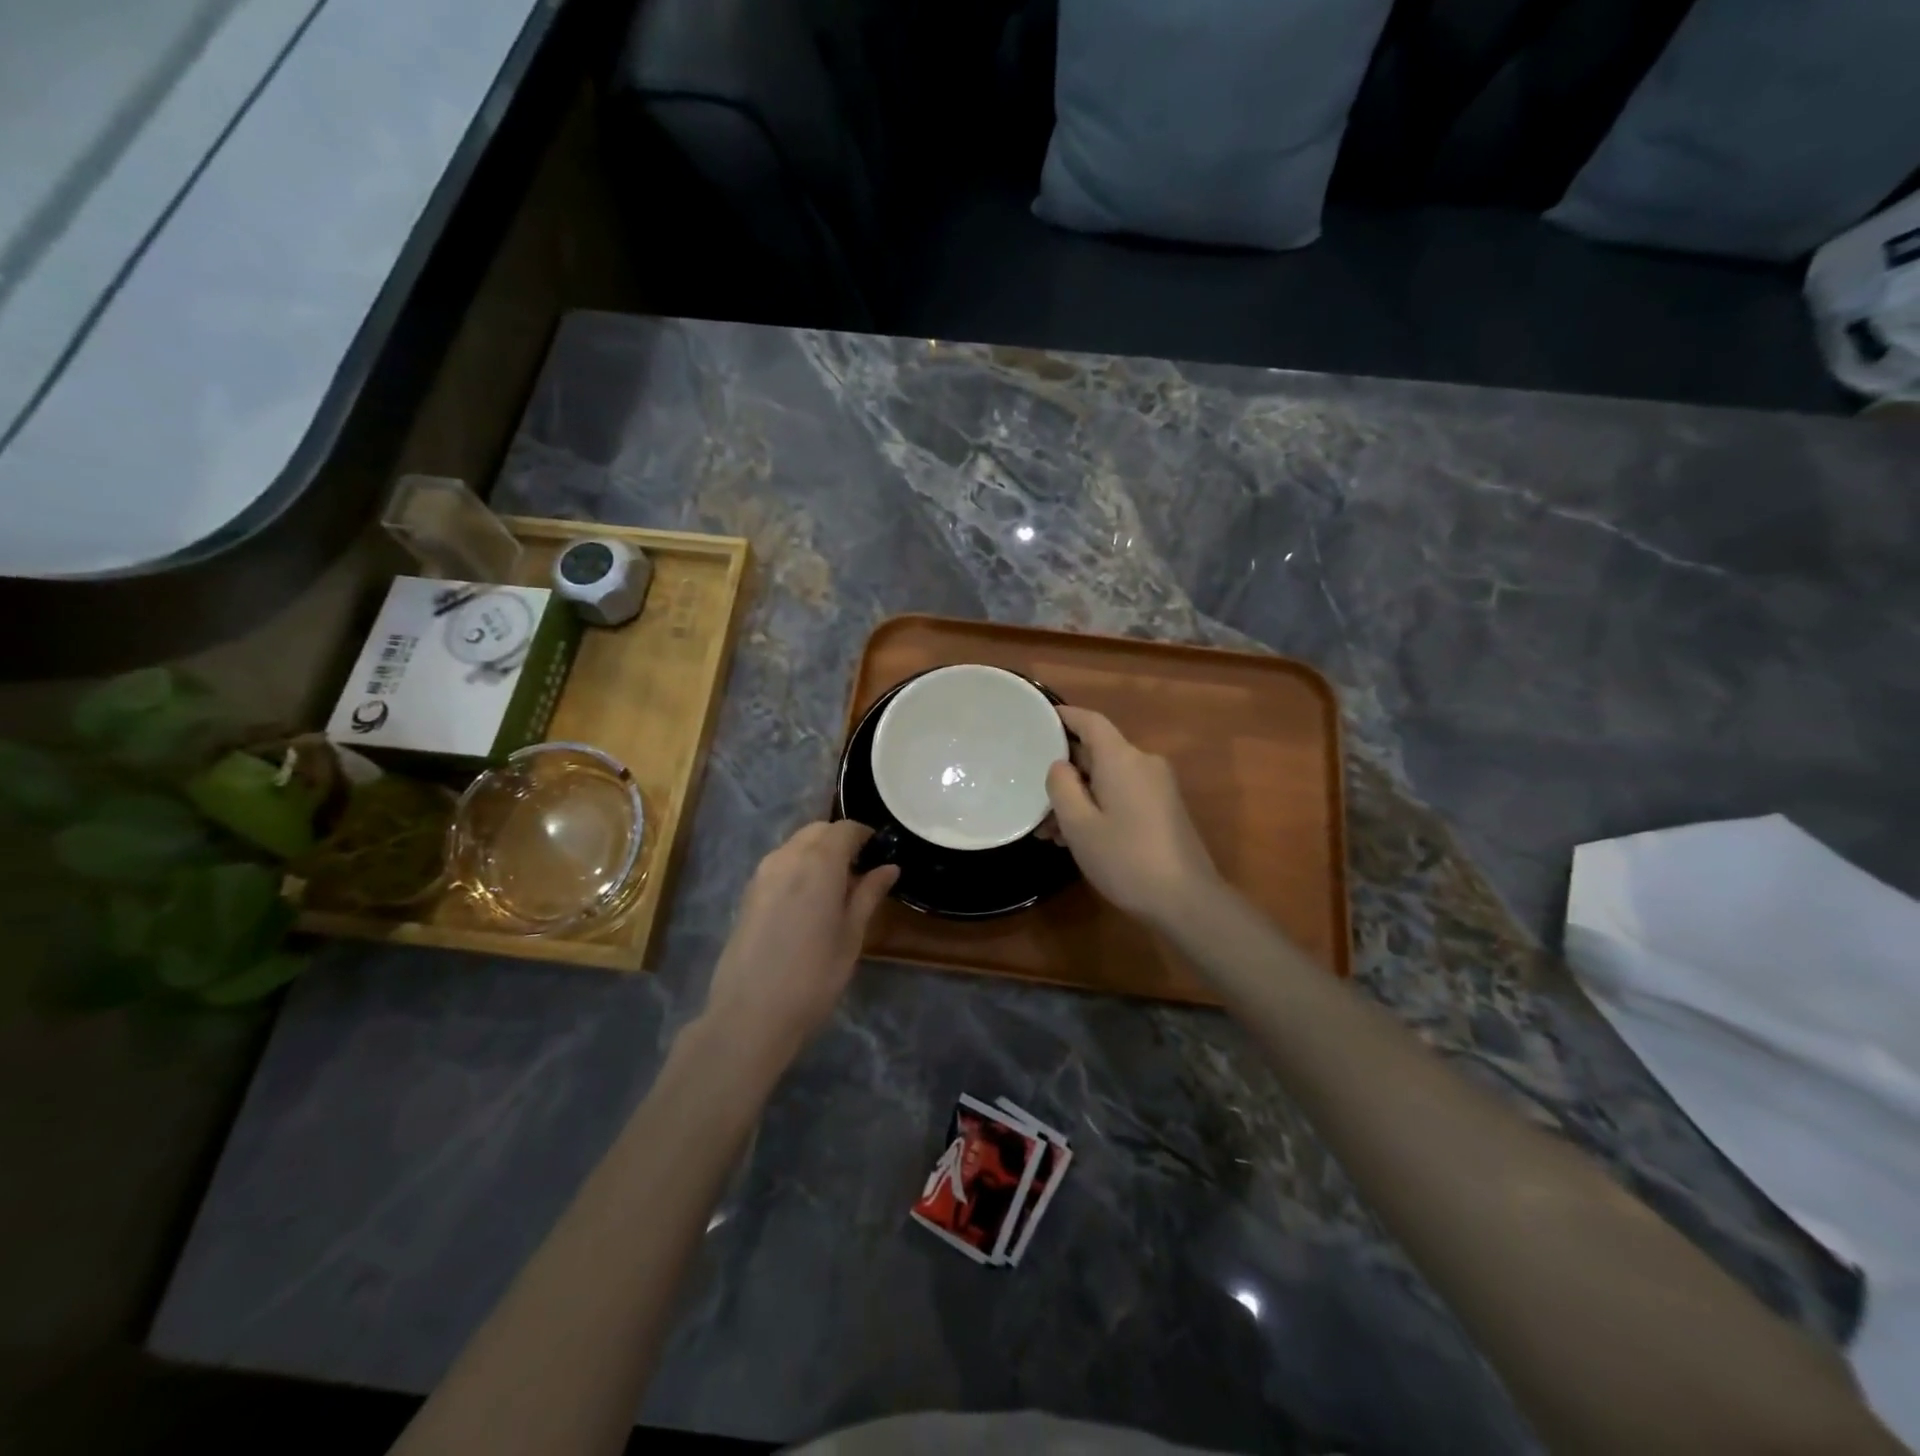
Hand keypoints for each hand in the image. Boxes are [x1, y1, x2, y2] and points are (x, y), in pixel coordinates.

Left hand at [703, 821, 898, 1062]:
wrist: (750, 1013)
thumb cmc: (813, 976)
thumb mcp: (851, 936)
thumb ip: (868, 894)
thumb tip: (889, 867)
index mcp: (819, 862)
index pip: (845, 828)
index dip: (864, 835)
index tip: (879, 853)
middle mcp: (788, 857)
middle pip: (818, 831)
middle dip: (840, 840)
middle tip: (860, 870)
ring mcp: (762, 873)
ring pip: (796, 845)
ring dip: (817, 852)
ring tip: (835, 887)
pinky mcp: (748, 892)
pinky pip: (780, 863)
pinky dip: (798, 867)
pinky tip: (808, 900)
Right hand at [1046, 707, 1221, 930]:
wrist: (1186, 901)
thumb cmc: (1125, 859)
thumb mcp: (1079, 825)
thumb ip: (1062, 786)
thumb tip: (1060, 766)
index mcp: (1122, 759)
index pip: (1091, 722)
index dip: (1065, 716)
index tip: (1040, 719)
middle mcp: (1143, 763)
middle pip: (1098, 753)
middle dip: (1064, 773)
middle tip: (1034, 798)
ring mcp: (1158, 787)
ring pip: (1108, 779)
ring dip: (1079, 797)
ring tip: (1050, 832)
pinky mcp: (1165, 809)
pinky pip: (1124, 794)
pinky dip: (1099, 807)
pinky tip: (1078, 838)